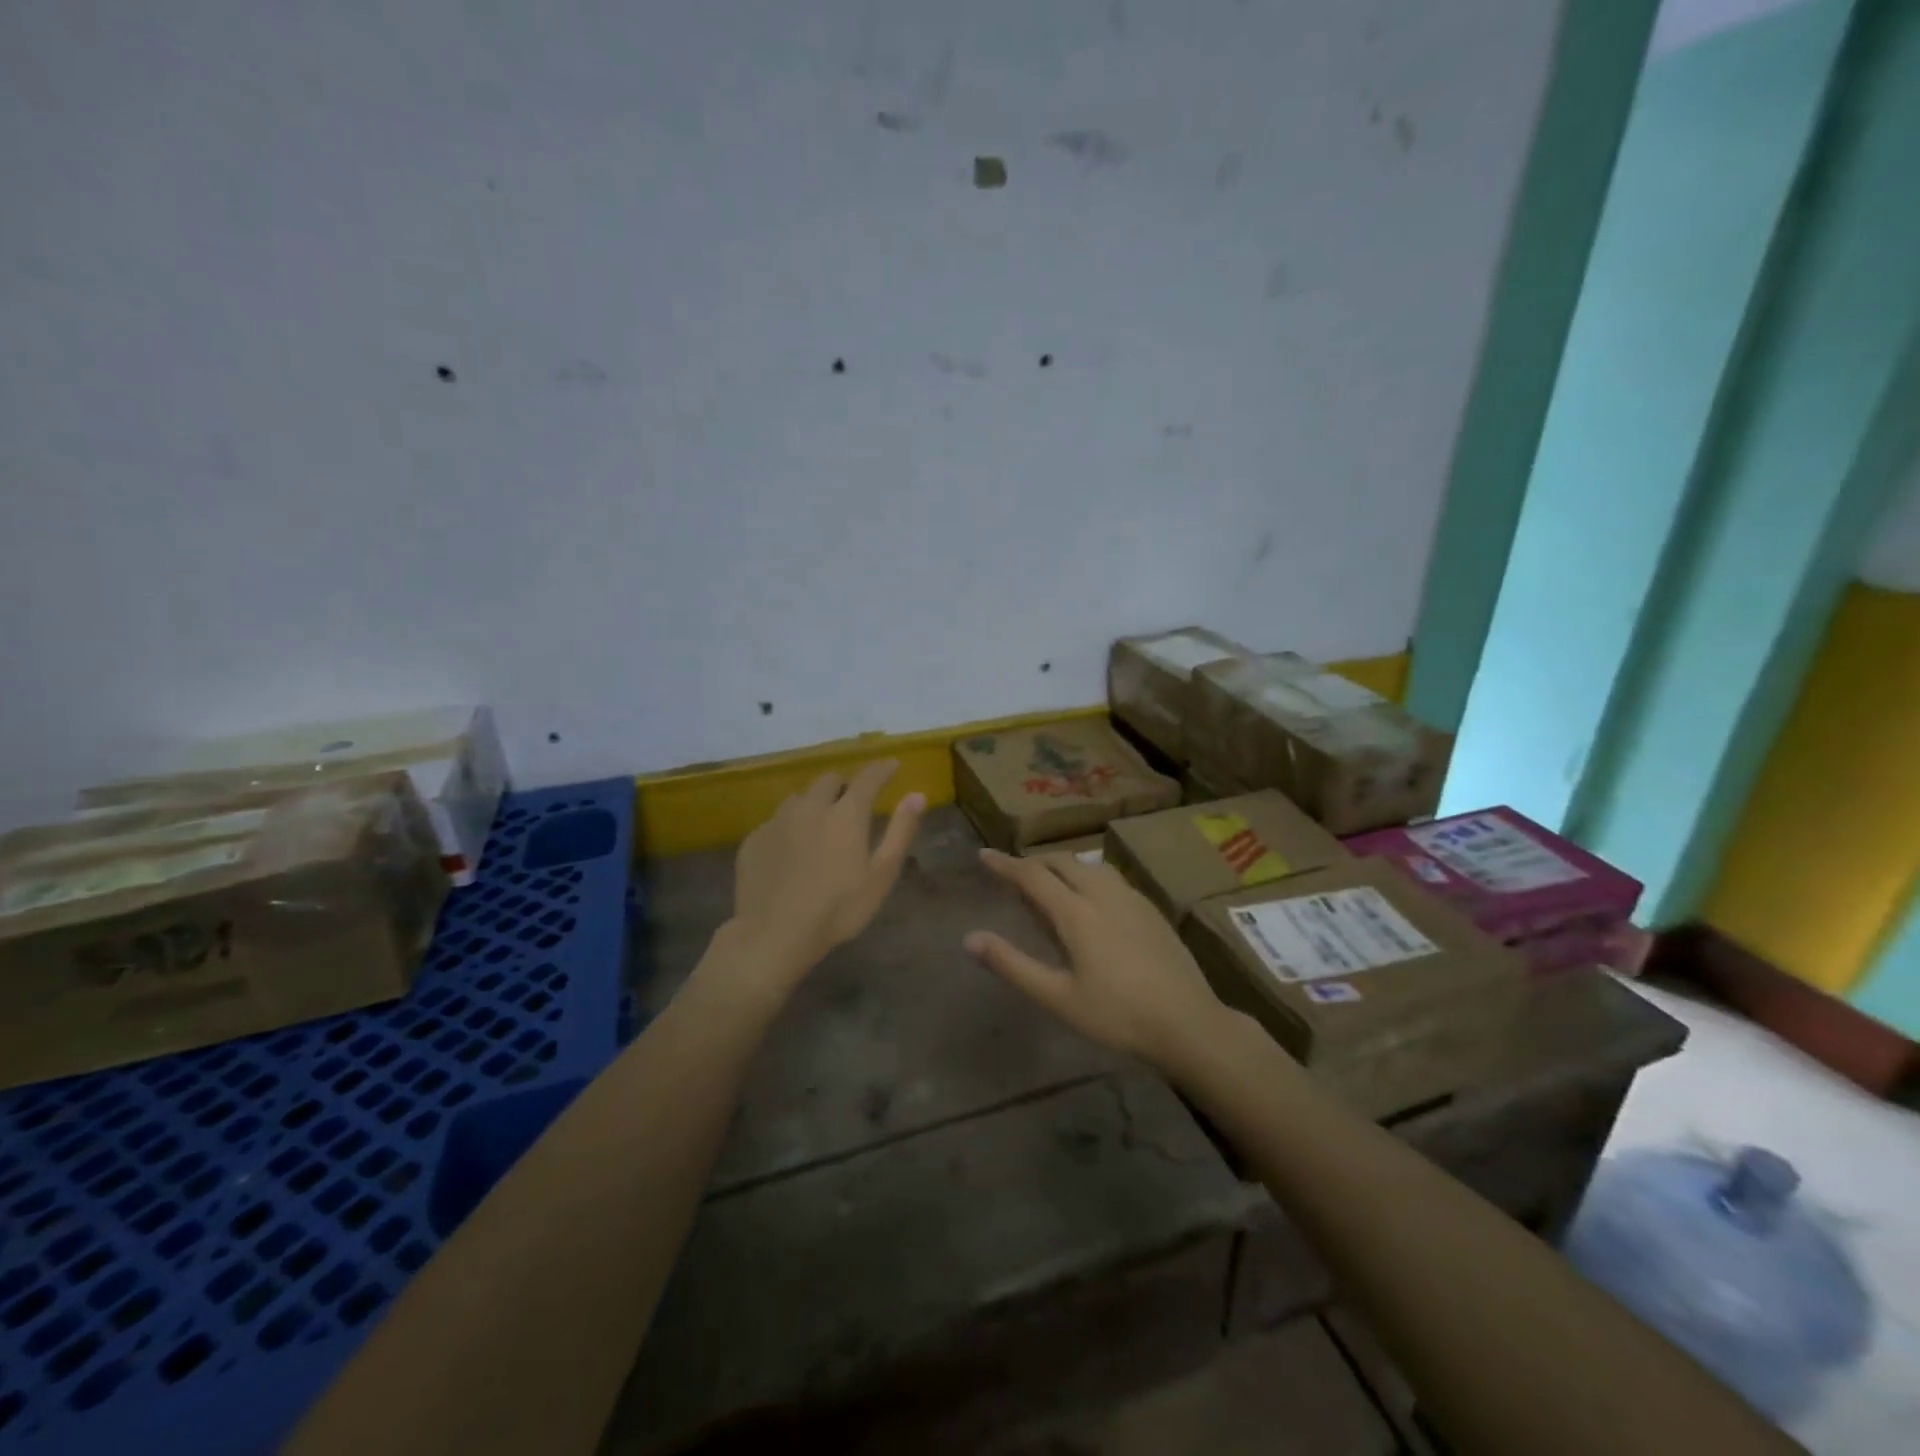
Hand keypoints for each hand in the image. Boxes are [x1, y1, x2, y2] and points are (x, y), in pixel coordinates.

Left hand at [727, 759, 924, 996]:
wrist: (773, 935)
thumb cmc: (838, 909)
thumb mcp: (881, 875)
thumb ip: (900, 831)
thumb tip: (917, 796)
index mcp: (846, 814)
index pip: (868, 778)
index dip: (882, 769)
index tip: (892, 766)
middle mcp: (811, 807)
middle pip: (829, 780)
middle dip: (844, 786)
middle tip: (851, 804)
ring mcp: (778, 821)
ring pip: (800, 798)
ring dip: (814, 804)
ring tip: (819, 826)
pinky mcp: (754, 839)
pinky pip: (776, 821)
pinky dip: (789, 827)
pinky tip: (790, 852)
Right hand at [964, 849, 1229, 1073]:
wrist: (1189, 1023)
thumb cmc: (1117, 1016)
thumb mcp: (1058, 998)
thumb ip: (1012, 965)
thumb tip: (970, 939)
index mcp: (1077, 913)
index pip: (1032, 875)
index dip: (1005, 864)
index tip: (983, 854)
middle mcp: (1103, 894)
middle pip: (1062, 862)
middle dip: (1033, 861)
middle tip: (1013, 874)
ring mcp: (1132, 899)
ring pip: (1089, 865)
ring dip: (1062, 865)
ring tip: (1049, 882)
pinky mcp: (1151, 909)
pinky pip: (1110, 876)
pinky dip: (1087, 874)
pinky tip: (1091, 898)